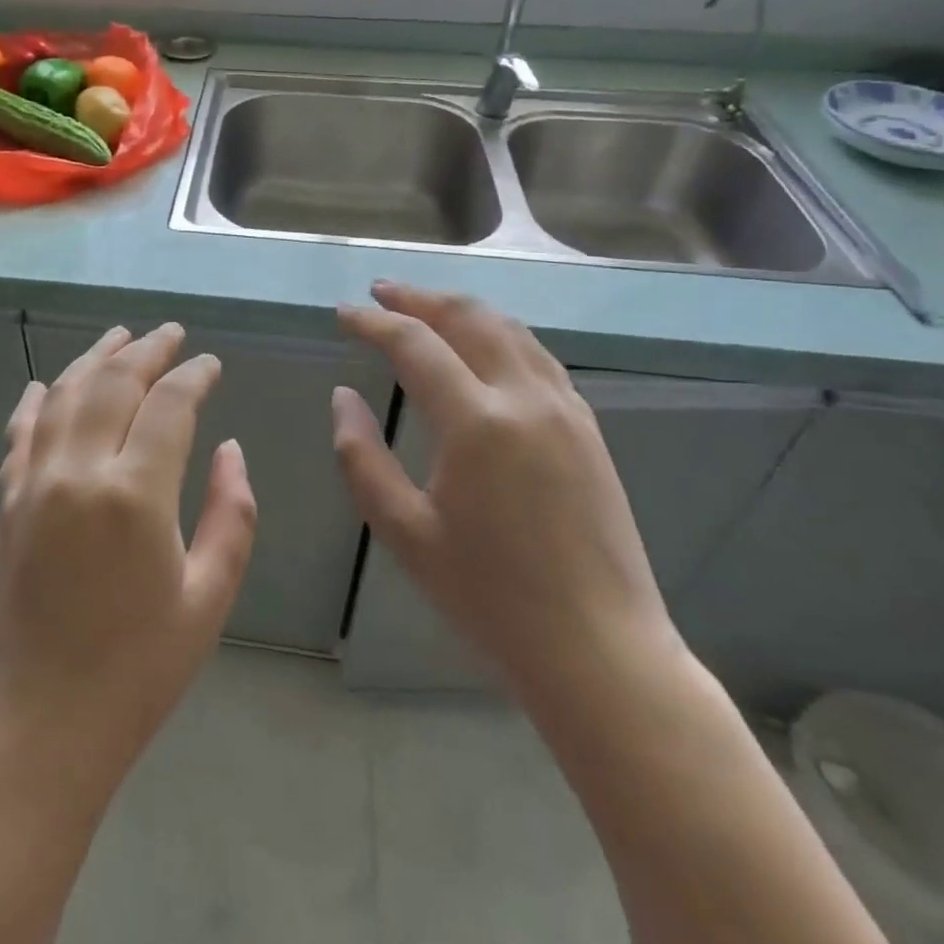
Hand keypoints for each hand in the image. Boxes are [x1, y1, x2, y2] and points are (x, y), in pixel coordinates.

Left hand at [0, 323, 257, 804]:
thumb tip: (229, 450)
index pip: (169, 405)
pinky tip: (49, 384)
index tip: (211, 363)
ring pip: (65, 395)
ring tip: (120, 336)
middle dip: (146, 350)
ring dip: (95, 358)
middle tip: (171, 333)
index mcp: (135, 495)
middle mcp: (79, 472)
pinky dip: (38, 400)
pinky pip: (21, 432)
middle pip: (113, 384)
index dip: (194, 376)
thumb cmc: (139, 670)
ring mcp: (35, 483)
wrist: (41, 725)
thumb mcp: (208, 597)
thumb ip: (231, 514)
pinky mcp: (8, 502)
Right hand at [331, 282, 673, 693]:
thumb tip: (343, 397)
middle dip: (419, 298)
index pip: (415, 344)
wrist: (600, 651)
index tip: (343, 313)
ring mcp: (565, 409)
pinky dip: (499, 333)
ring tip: (425, 308)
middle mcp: (525, 398)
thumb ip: (362, 457)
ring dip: (461, 308)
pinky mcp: (587, 427)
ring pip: (509, 328)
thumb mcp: (405, 532)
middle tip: (381, 292)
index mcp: (477, 422)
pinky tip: (482, 347)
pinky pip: (537, 355)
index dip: (374, 323)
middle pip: (468, 317)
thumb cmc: (490, 597)